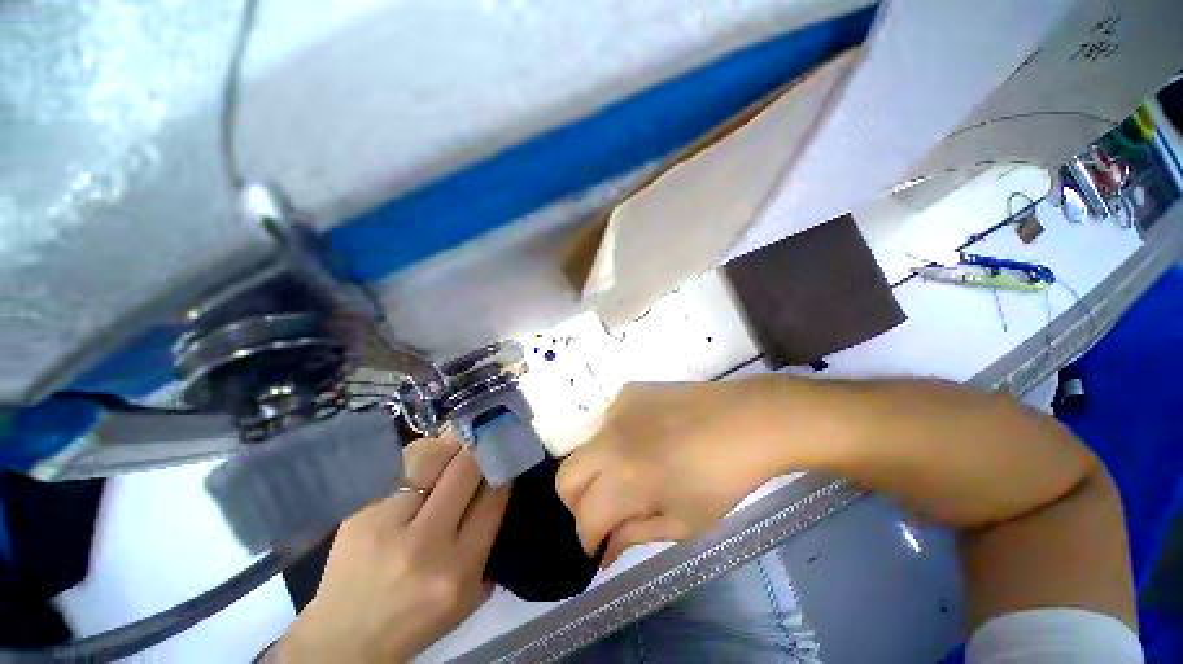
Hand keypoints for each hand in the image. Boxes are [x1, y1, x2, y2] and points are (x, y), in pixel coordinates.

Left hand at [279, 435, 509, 662]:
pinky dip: (419, 457)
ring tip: (458, 438)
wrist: (345, 639)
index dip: (502, 469)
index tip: (505, 455)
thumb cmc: (418, 620)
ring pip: (429, 457)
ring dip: (450, 443)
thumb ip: (489, 542)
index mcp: (457, 569)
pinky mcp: (359, 512)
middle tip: (487, 433)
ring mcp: (386, 523)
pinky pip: (399, 467)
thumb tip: (500, 483)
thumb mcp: (469, 597)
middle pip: (464, 469)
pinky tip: (426, 459)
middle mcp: (423, 542)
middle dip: (481, 447)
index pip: (492, 498)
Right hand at [556, 380, 782, 565]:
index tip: (600, 546)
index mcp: (624, 480)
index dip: (589, 541)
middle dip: (577, 505)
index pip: (584, 518)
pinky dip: (616, 439)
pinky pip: (608, 421)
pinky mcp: (628, 392)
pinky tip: (644, 440)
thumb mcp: (683, 522)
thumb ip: (635, 536)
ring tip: (628, 474)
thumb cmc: (722, 480)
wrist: (746, 421)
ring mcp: (617, 410)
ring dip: (596, 471)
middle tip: (604, 512)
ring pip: (584, 448)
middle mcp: (609, 441)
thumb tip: (604, 551)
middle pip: (565, 478)